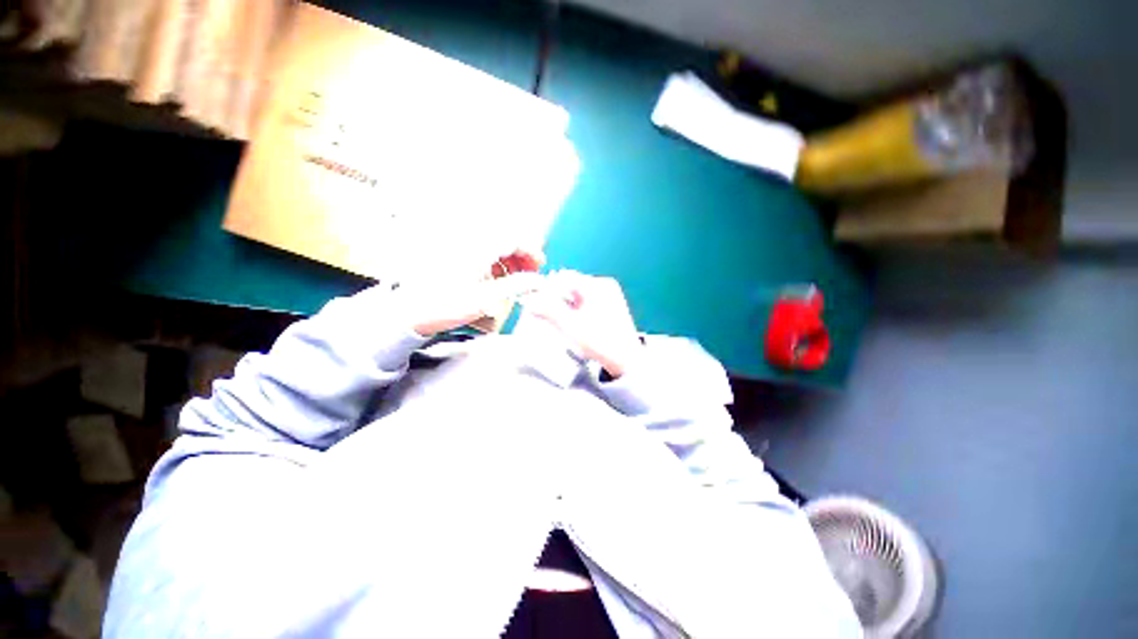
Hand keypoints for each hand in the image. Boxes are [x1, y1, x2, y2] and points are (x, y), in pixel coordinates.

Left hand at [399, 250, 544, 336]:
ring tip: (515, 278)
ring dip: (509, 258)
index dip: (531, 252)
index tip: (540, 267)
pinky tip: (495, 277)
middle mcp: (468, 242)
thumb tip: (538, 281)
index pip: (513, 239)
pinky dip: (494, 261)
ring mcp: (459, 247)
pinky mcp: (453, 254)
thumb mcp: (486, 299)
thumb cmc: (447, 306)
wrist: (410, 312)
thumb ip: (515, 286)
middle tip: (530, 273)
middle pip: (504, 239)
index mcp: (477, 248)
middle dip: (521, 255)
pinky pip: (481, 250)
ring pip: (494, 244)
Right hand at [524, 272, 642, 378]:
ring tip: (557, 319)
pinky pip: (586, 300)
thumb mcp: (571, 327)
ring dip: (564, 304)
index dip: (546, 289)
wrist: (626, 360)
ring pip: (577, 294)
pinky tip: (571, 321)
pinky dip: (575, 308)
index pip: (564, 279)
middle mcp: (604, 285)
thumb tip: (528, 301)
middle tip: (544, 313)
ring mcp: (609, 294)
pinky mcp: (609, 305)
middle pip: (571, 285)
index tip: (534, 303)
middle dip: (555, 298)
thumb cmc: (600, 342)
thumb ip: (548, 311)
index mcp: (598, 285)